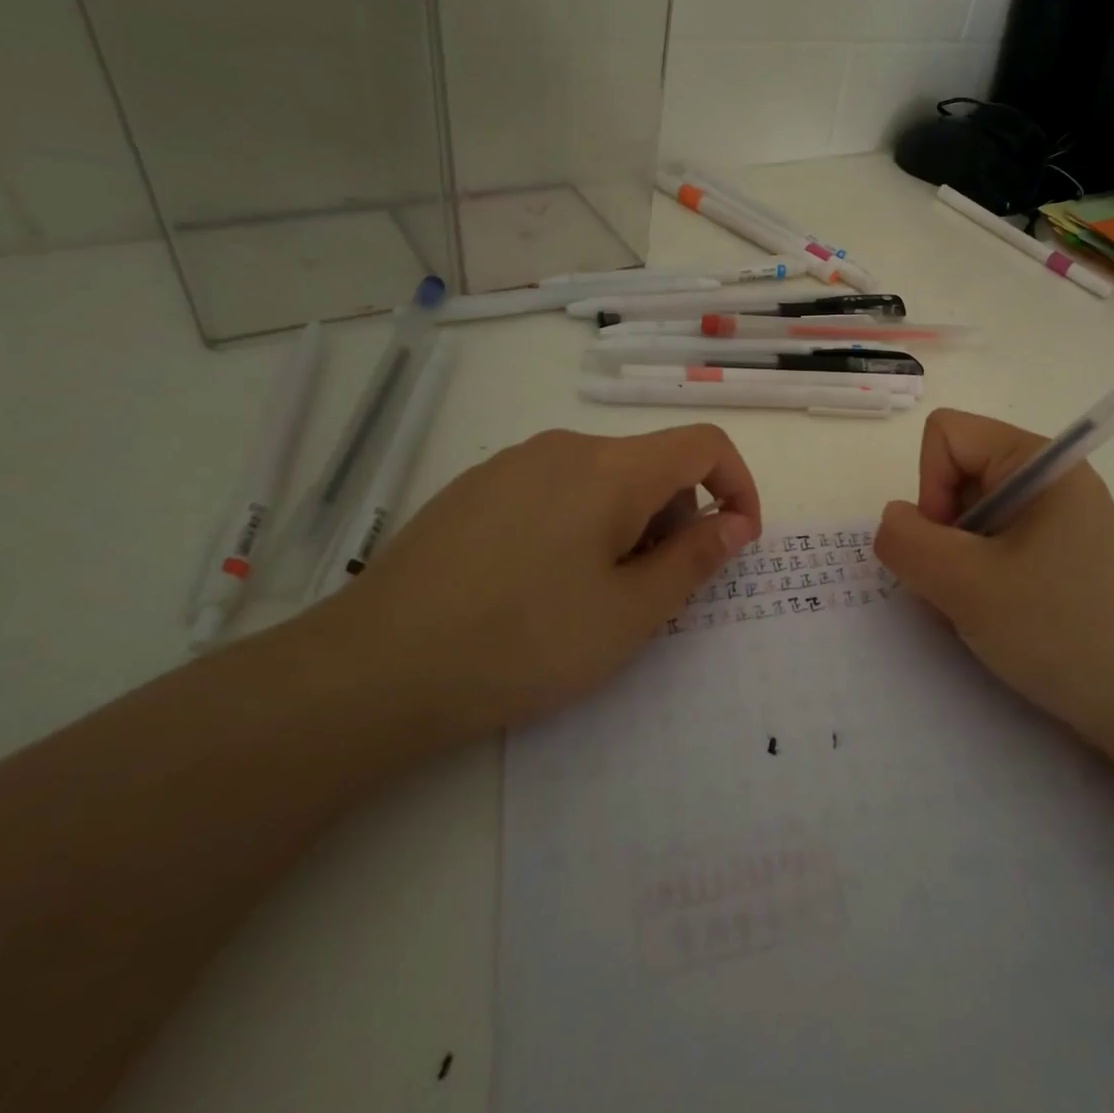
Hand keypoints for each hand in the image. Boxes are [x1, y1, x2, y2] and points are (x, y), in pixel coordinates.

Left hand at [326, 424, 760, 733]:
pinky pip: (554, 490)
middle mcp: (563, 447)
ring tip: (595, 596)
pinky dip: (580, 525)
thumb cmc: (524, 642)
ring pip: (602, 479)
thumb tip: (735, 524)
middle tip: (655, 591)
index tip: (737, 542)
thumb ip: (695, 560)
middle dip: (677, 518)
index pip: (704, 444)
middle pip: (652, 464)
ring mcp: (511, 464)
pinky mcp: (474, 489)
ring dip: (628, 525)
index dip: (738, 486)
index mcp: (610, 468)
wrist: (375, 668)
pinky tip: (540, 586)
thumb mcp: (630, 613)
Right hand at [874, 409, 1113, 757]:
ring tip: (984, 612)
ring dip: (958, 564)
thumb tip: (894, 520)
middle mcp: (1050, 479)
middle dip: (943, 534)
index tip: (951, 547)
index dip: (930, 487)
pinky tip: (1000, 620)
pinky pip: (994, 547)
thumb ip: (907, 542)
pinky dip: (979, 580)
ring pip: (970, 518)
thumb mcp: (967, 586)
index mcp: (1039, 462)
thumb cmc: (1062, 632)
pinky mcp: (1060, 556)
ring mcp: (1057, 519)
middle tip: (965, 589)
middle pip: (957, 476)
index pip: (947, 435)